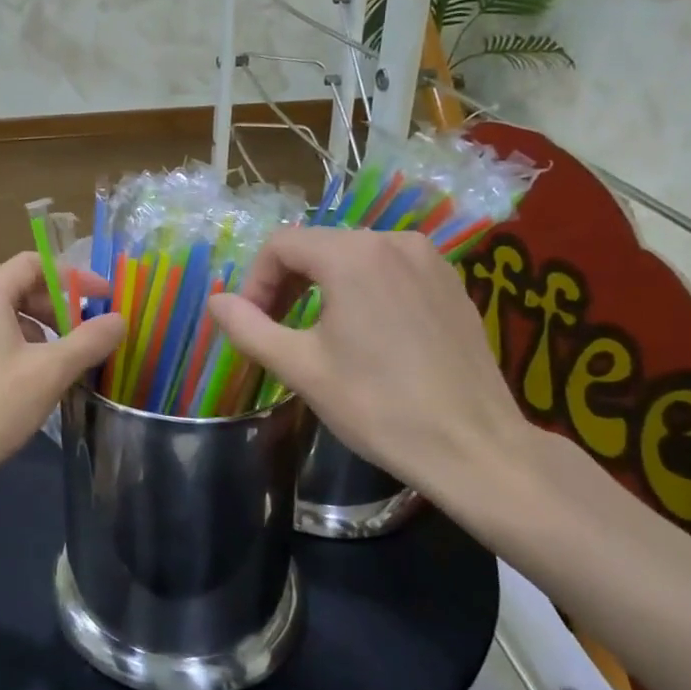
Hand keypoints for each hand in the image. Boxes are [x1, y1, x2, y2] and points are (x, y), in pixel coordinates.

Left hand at [0, 252, 124, 494]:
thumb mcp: (51, 371)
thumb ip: (90, 340)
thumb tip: (119, 319)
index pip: (34, 263)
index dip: (74, 276)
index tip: (105, 298)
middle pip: (20, 287)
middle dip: (59, 306)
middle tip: (89, 332)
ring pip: (7, 314)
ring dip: (42, 328)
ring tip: (68, 358)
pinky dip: (21, 345)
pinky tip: (37, 377)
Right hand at [208, 228, 533, 504]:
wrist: (475, 448)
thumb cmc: (377, 406)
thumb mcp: (299, 367)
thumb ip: (248, 327)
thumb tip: (215, 301)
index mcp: (352, 255)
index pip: (281, 245)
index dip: (255, 281)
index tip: (252, 324)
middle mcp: (393, 241)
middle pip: (317, 246)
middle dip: (286, 283)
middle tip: (276, 330)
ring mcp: (430, 260)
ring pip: (353, 256)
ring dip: (322, 286)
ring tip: (316, 333)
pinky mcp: (452, 284)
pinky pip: (389, 270)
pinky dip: (362, 290)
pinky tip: (365, 334)